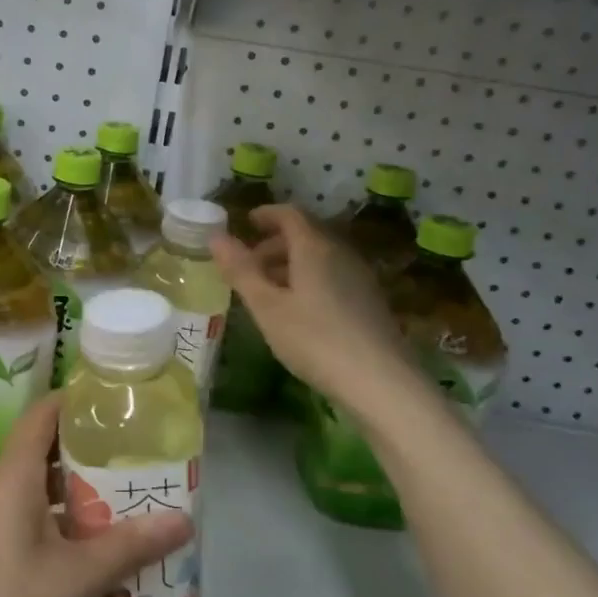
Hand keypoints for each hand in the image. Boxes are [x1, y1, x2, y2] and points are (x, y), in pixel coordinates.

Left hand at [0, 394, 192, 596]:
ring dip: (69, 493)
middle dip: (84, 454)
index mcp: (10, 477)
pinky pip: (15, 515)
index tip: (114, 403)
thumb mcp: (78, 579)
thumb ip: (131, 545)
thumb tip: (184, 520)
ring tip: (116, 505)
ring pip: (28, 488)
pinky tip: (79, 550)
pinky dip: (48, 518)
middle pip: (38, 451)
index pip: (41, 416)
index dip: (74, 402)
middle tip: (132, 461)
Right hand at [211, 204, 414, 408]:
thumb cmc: (315, 339)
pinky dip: (309, 280)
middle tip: (249, 264)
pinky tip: (298, 310)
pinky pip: (333, 275)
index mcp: (314, 247)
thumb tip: (216, 237)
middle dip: (274, 243)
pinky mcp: (369, 301)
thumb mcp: (267, 307)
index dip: (266, 214)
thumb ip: (241, 270)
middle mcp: (340, 253)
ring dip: (291, 264)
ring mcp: (359, 277)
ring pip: (320, 257)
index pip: (290, 214)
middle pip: (306, 234)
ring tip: (268, 291)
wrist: (381, 382)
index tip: (245, 223)